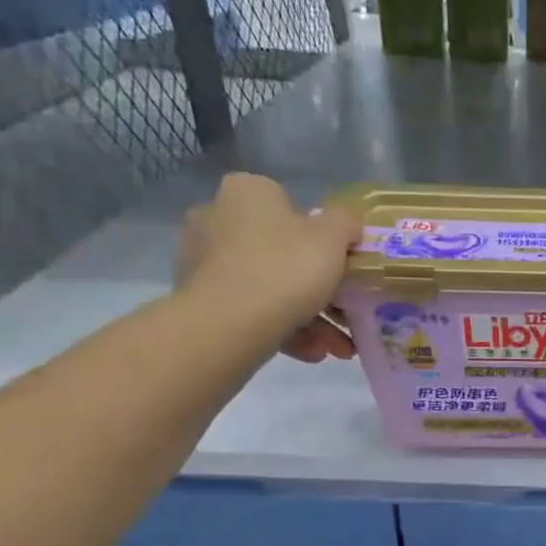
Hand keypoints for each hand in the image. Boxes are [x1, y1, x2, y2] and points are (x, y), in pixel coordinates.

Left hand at [175, 173, 362, 363]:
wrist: (231, 323)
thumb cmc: (287, 266)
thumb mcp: (334, 237)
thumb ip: (346, 222)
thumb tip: (346, 223)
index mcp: (248, 192)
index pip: (290, 206)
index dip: (321, 237)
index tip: (341, 265)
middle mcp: (217, 218)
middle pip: (281, 252)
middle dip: (319, 288)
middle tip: (346, 314)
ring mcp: (203, 261)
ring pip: (269, 287)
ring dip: (309, 318)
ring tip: (337, 348)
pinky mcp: (199, 299)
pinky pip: (251, 310)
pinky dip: (283, 330)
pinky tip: (312, 353)